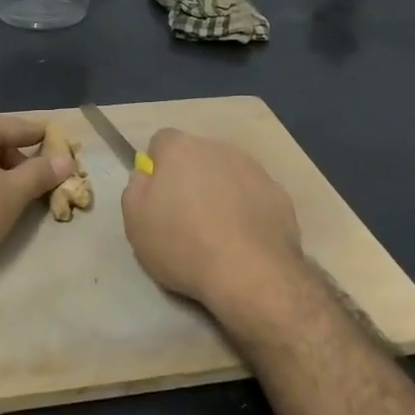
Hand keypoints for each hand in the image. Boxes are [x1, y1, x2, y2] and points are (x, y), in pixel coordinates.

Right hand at [122, 129, 301, 311]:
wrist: (250, 273)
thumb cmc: (183, 244)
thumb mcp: (135, 220)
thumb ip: (136, 187)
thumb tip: (147, 174)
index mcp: (181, 149)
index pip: (162, 141)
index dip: (158, 166)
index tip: (158, 196)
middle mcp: (218, 148)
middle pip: (198, 156)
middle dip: (191, 177)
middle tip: (186, 216)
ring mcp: (254, 169)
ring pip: (229, 173)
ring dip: (221, 192)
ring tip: (218, 232)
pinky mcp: (279, 194)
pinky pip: (254, 195)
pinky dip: (247, 210)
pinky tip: (244, 240)